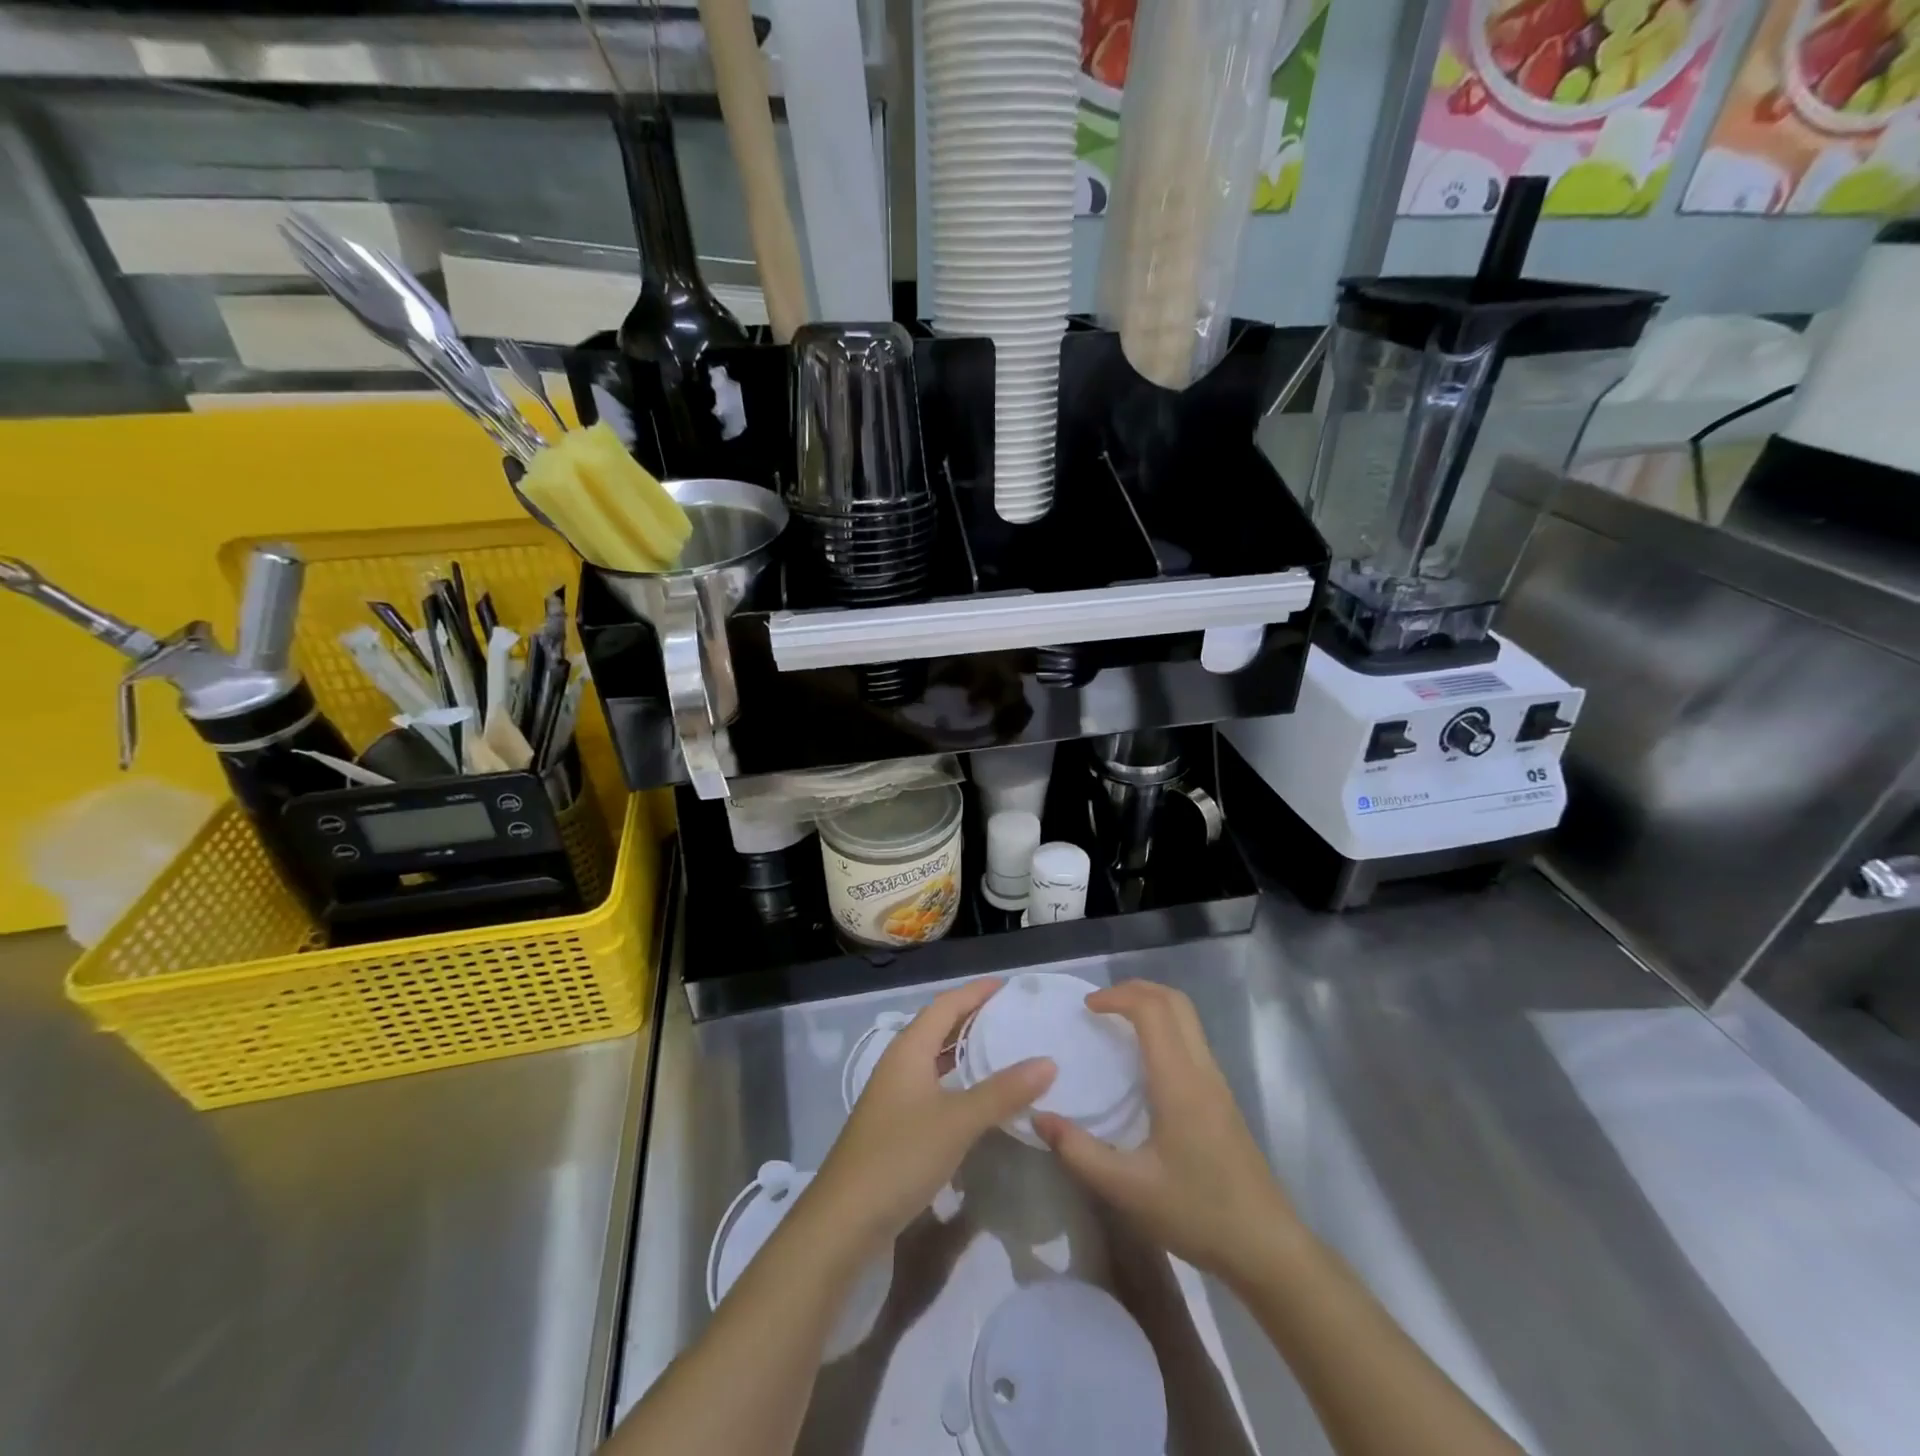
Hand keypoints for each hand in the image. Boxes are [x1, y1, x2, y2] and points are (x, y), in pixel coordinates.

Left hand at [809, 978, 1054, 1256]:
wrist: (844, 1221)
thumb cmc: (900, 1156)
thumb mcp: (957, 1121)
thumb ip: (1003, 1091)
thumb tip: (1048, 1061)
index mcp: (908, 1050)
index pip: (945, 1005)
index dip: (975, 992)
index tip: (1007, 986)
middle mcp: (899, 1065)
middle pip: (938, 1028)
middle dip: (972, 1018)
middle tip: (1012, 1016)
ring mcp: (894, 1097)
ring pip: (935, 1059)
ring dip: (965, 1051)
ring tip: (1003, 1050)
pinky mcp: (895, 1126)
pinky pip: (933, 1087)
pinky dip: (958, 1082)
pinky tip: (978, 1099)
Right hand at [1034, 980, 1296, 1287]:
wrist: (1267, 1247)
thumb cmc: (1197, 1213)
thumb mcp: (1127, 1189)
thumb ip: (1079, 1151)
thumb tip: (1039, 1116)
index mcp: (1179, 1080)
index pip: (1152, 1009)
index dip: (1117, 996)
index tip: (1086, 1008)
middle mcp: (1201, 1069)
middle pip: (1174, 1001)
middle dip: (1135, 990)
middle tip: (1099, 1006)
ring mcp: (1216, 1082)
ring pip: (1187, 1018)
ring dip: (1151, 1006)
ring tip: (1115, 1024)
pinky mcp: (1221, 1097)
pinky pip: (1191, 1039)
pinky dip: (1164, 1027)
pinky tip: (1142, 1060)